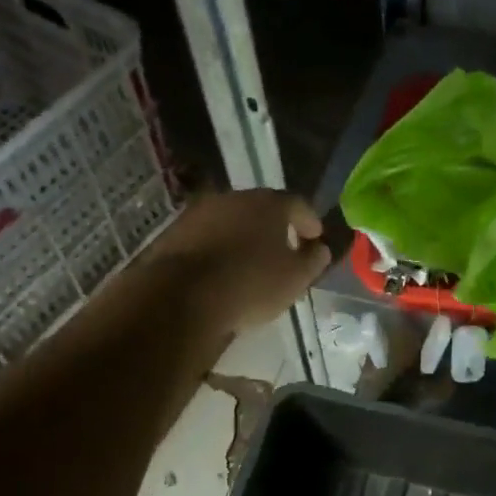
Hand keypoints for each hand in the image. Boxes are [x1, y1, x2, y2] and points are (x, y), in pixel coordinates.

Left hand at [151, 190, 331, 333]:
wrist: (182, 297)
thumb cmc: (251, 285)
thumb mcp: (295, 279)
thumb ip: (313, 260)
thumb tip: (319, 249)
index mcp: (269, 203)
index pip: (298, 205)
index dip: (309, 221)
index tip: (315, 239)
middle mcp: (235, 198)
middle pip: (262, 208)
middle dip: (275, 227)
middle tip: (284, 249)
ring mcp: (201, 212)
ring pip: (232, 220)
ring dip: (244, 236)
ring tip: (251, 261)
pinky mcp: (176, 231)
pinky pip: (207, 236)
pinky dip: (219, 247)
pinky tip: (222, 269)